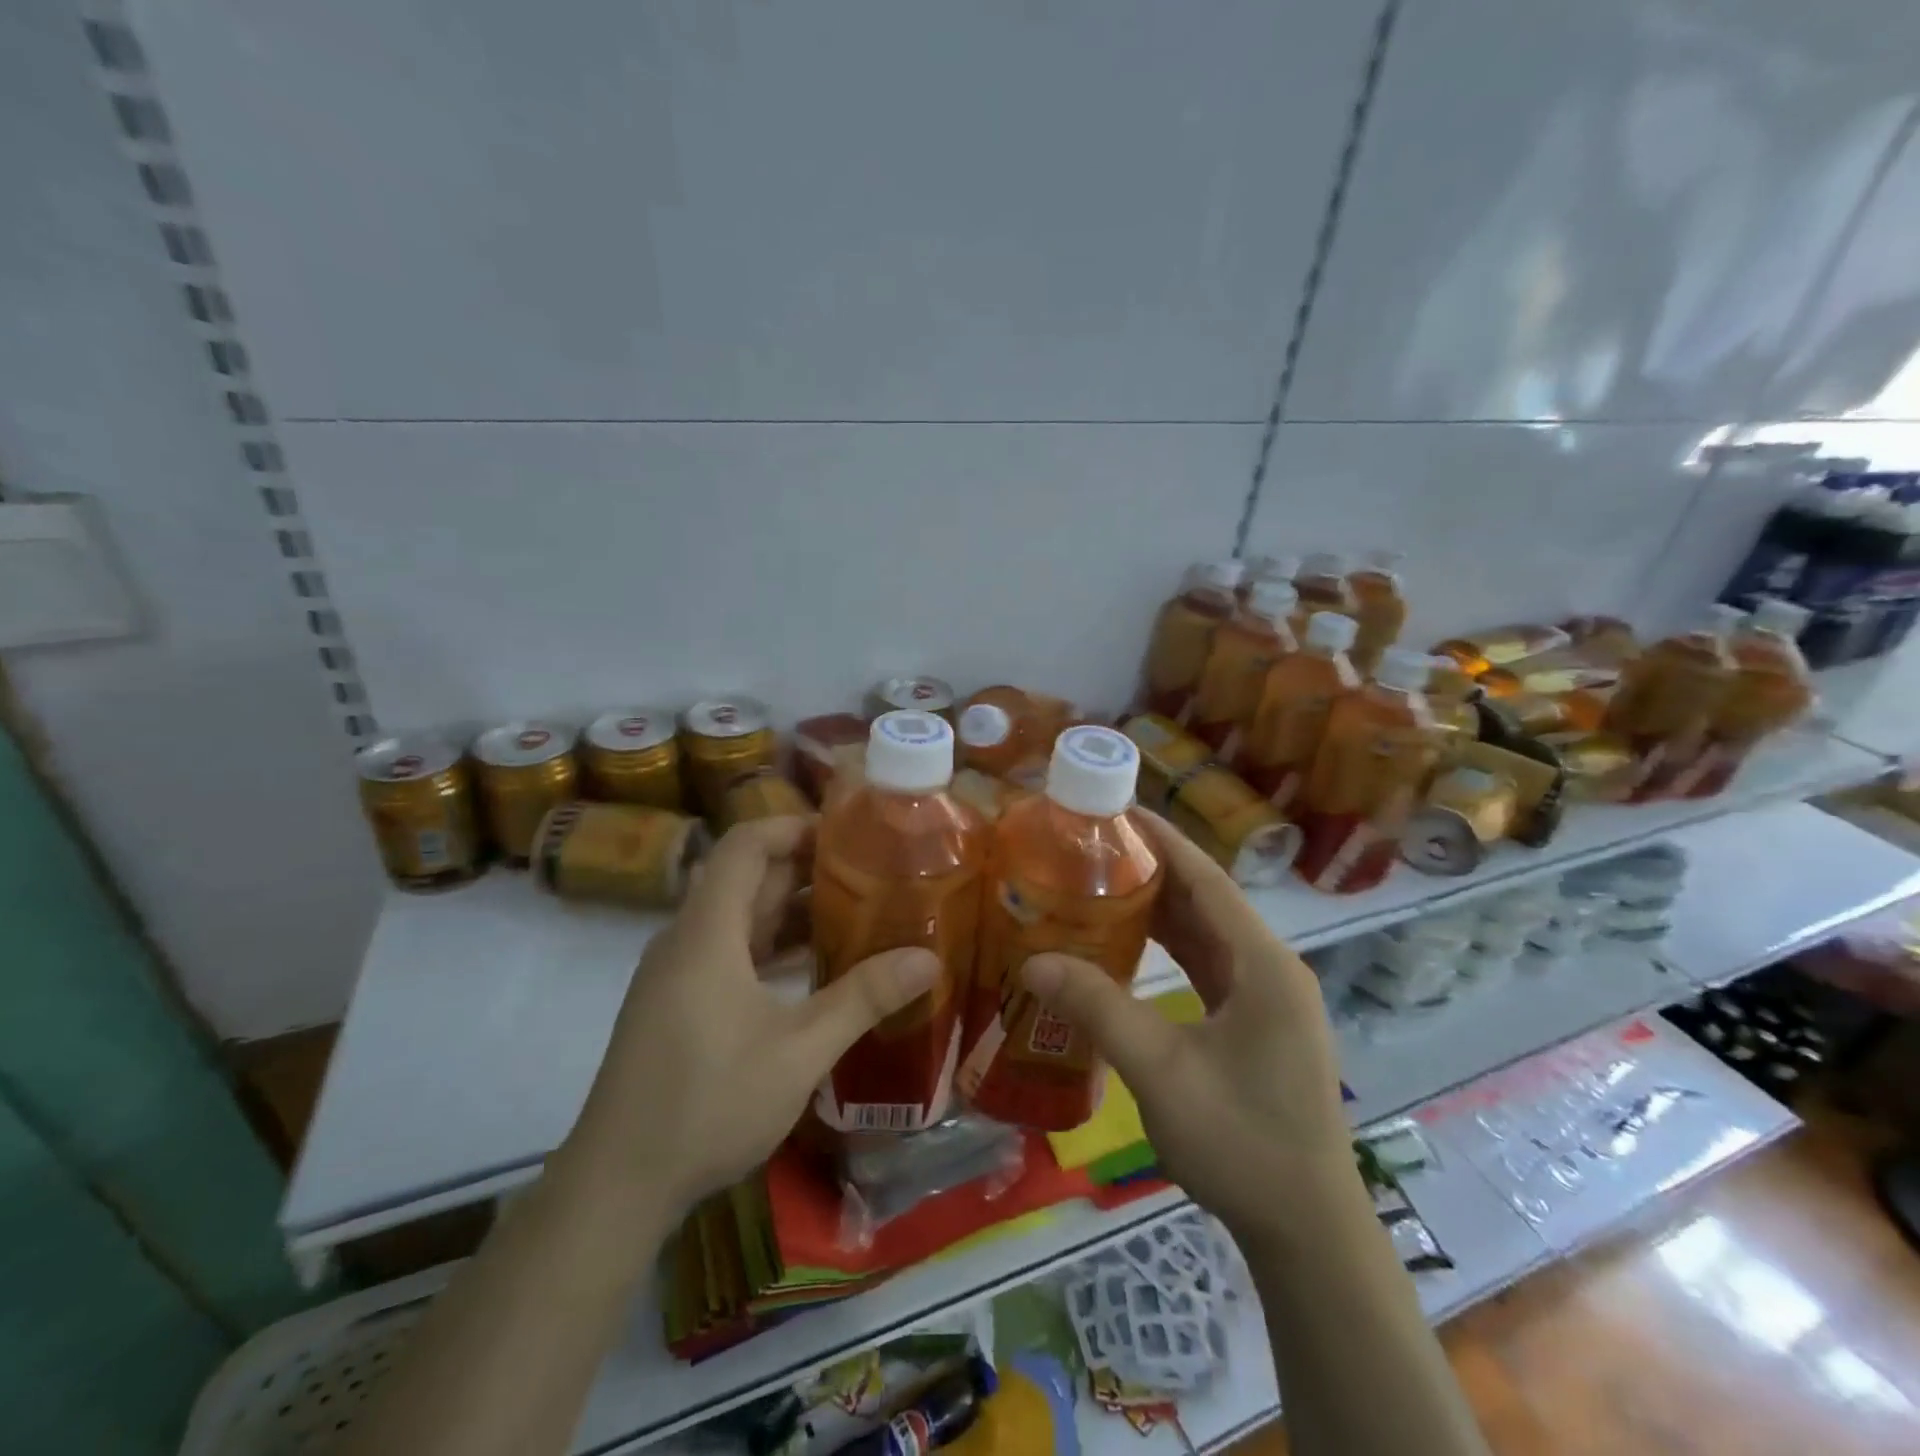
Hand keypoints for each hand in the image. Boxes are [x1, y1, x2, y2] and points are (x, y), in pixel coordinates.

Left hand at [567, 817, 937, 1214]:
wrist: (617, 1185)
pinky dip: (771, 947)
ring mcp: (678, 974)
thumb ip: (863, 998)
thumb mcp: (799, 1050)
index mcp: (707, 932)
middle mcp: (687, 940)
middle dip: (805, 869)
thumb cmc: (708, 1103)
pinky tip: (814, 968)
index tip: (848, 834)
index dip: (793, 827)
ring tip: (855, 912)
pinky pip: (729, 952)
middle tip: (870, 873)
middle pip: (745, 878)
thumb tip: (928, 959)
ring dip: (790, 911)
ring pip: (738, 918)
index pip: (745, 844)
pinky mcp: (678, 1004)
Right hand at [1021, 811, 1356, 1238]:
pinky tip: (1130, 942)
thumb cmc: (1242, 1143)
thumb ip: (1098, 1008)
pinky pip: (1208, 965)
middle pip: (1207, 901)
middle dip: (1153, 869)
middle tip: (1092, 847)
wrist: (1306, 1231)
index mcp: (1262, 965)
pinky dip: (1170, 947)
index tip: (1118, 809)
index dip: (1164, 840)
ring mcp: (1266, 998)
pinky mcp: (1256, 1023)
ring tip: (1101, 882)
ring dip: (1160, 907)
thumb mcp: (1160, 1070)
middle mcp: (1270, 969)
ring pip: (1207, 933)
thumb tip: (1033, 960)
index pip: (1208, 880)